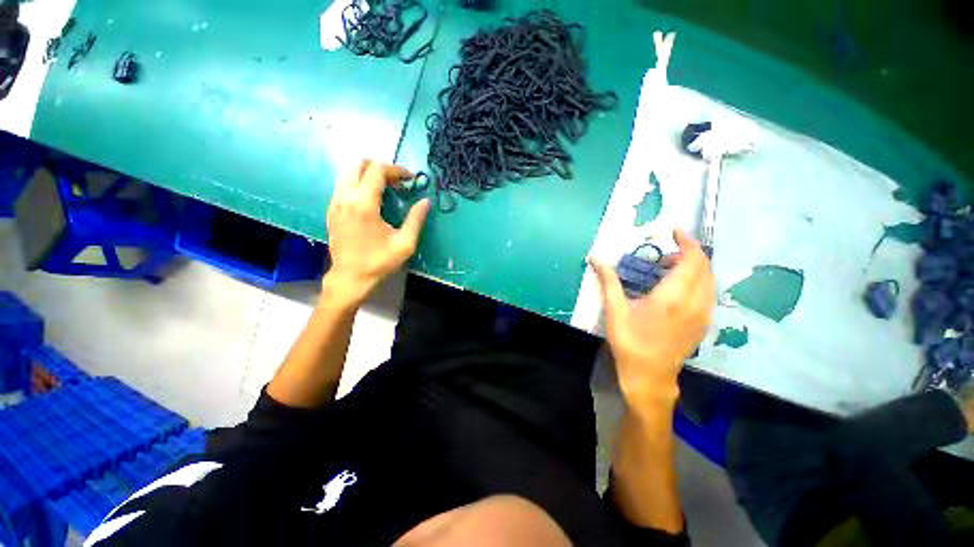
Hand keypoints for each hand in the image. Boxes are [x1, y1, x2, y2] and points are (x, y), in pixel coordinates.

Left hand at [325, 160, 430, 303]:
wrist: (350, 277)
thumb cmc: (379, 261)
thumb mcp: (405, 243)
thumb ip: (416, 219)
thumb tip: (426, 201)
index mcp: (364, 204)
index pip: (377, 170)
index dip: (397, 170)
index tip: (411, 179)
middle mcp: (345, 197)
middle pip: (359, 164)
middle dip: (382, 168)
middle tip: (398, 183)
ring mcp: (335, 202)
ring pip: (349, 173)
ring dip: (369, 175)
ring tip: (387, 190)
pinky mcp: (331, 209)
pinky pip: (344, 185)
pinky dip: (359, 184)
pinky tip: (372, 200)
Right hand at [590, 230, 714, 400]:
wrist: (650, 377)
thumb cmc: (630, 342)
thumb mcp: (615, 310)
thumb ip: (608, 281)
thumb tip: (595, 258)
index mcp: (673, 297)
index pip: (692, 259)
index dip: (686, 240)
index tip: (673, 230)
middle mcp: (696, 302)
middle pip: (704, 266)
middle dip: (688, 251)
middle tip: (664, 251)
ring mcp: (704, 313)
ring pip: (709, 279)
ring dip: (694, 266)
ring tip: (669, 267)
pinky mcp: (704, 323)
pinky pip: (708, 292)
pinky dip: (697, 280)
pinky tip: (678, 287)